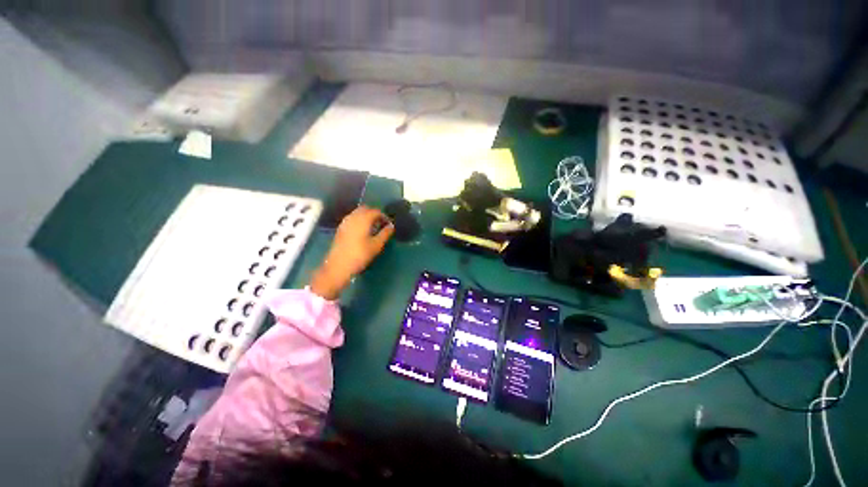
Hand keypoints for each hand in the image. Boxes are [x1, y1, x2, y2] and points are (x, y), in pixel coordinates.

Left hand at [310, 206, 394, 299]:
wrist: (338, 266)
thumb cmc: (360, 255)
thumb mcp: (376, 245)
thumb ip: (385, 233)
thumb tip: (391, 226)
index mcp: (363, 219)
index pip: (376, 211)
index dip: (384, 216)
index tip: (389, 225)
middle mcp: (353, 217)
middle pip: (365, 209)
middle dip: (374, 214)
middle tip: (381, 224)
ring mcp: (345, 222)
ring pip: (357, 213)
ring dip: (366, 217)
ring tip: (373, 228)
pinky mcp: (340, 229)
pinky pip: (352, 219)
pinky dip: (359, 221)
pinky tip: (363, 232)